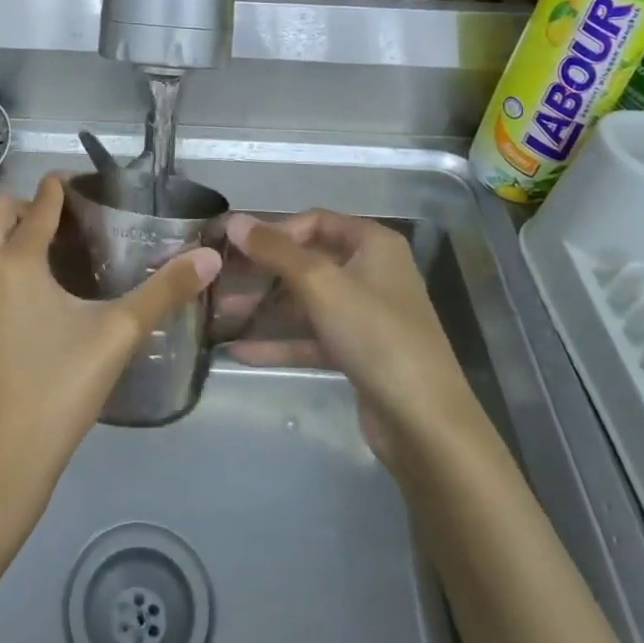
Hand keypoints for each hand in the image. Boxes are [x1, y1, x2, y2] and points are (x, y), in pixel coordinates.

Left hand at [0, 173, 220, 519]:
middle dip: (33, 206)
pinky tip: (36, 296)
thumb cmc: (59, 389)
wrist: (0, 462)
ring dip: (15, 235)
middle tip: (75, 222)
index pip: (40, 202)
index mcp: (15, 261)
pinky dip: (3, 264)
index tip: (90, 187)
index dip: (63, 187)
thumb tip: (210, 257)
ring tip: (60, 254)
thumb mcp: (118, 335)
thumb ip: (164, 291)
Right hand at [224, 210, 479, 467]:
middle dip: (262, 272)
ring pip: (306, 301)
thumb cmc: (375, 335)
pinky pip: (311, 337)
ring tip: (220, 316)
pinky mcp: (357, 352)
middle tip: (219, 281)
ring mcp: (365, 315)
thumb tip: (234, 220)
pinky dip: (279, 341)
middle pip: (307, 261)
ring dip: (265, 307)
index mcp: (373, 244)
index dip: (273, 231)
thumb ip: (275, 250)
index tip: (234, 247)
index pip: (315, 221)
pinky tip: (239, 351)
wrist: (424, 422)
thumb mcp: (320, 284)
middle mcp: (371, 272)